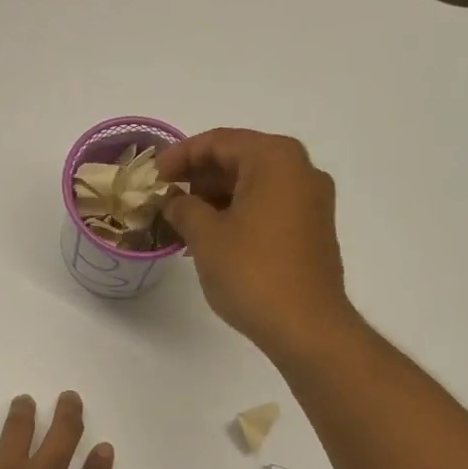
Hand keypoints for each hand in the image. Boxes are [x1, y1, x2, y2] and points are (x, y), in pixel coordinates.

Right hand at [157, 129, 353, 360]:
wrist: (306, 326)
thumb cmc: (252, 273)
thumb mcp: (206, 236)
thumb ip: (184, 207)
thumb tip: (174, 200)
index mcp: (275, 158)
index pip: (219, 142)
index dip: (180, 156)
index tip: (153, 176)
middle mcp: (301, 170)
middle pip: (240, 160)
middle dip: (200, 178)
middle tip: (166, 199)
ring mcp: (312, 201)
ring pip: (255, 186)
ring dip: (218, 199)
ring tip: (184, 223)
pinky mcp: (314, 230)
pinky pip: (270, 208)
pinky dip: (240, 214)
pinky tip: (214, 238)